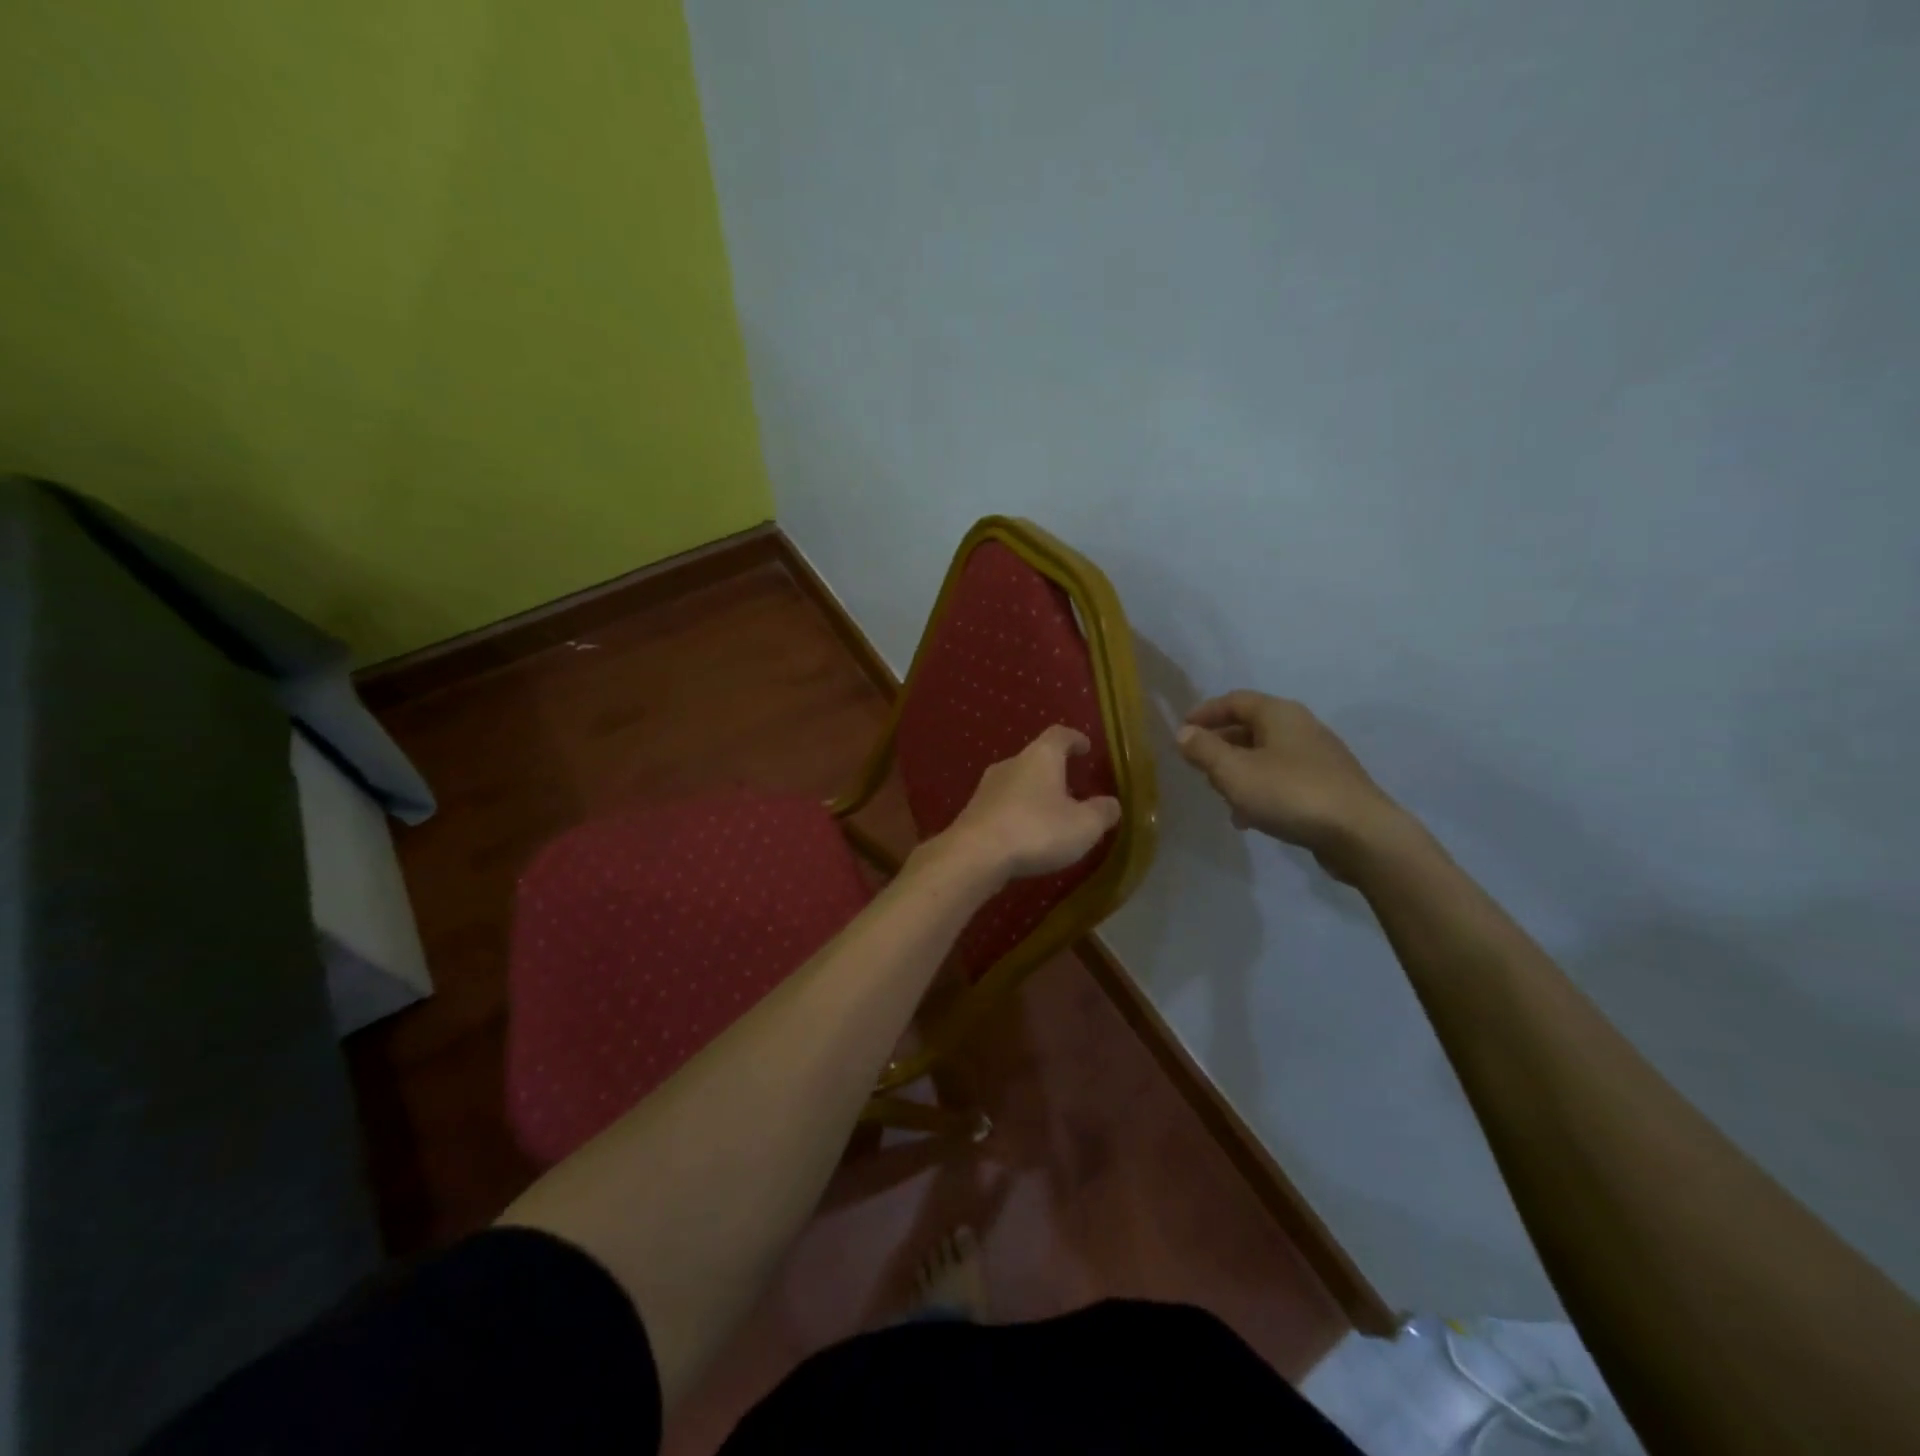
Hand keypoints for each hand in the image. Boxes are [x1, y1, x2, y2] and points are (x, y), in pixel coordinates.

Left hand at [936, 725, 1121, 885]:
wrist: (975, 855)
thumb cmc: (1036, 831)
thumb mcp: (1083, 826)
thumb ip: (1102, 812)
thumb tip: (1111, 804)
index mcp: (1040, 757)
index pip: (1059, 735)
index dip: (1075, 739)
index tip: (1085, 747)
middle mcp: (1011, 764)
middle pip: (1036, 758)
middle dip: (1054, 771)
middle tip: (1072, 787)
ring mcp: (987, 787)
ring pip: (1017, 783)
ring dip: (1034, 794)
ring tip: (1051, 814)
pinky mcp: (973, 812)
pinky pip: (1002, 806)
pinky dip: (1017, 814)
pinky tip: (1026, 834)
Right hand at [1175, 692, 1407, 878]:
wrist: (1360, 834)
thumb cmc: (1290, 793)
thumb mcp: (1234, 772)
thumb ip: (1204, 750)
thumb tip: (1184, 733)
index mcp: (1279, 714)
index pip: (1235, 700)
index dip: (1205, 712)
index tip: (1182, 729)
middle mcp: (1301, 727)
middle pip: (1251, 726)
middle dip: (1221, 744)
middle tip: (1198, 764)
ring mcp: (1319, 756)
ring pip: (1266, 755)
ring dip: (1239, 770)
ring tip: (1221, 795)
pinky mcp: (1329, 785)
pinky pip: (1283, 778)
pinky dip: (1261, 789)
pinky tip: (1251, 818)